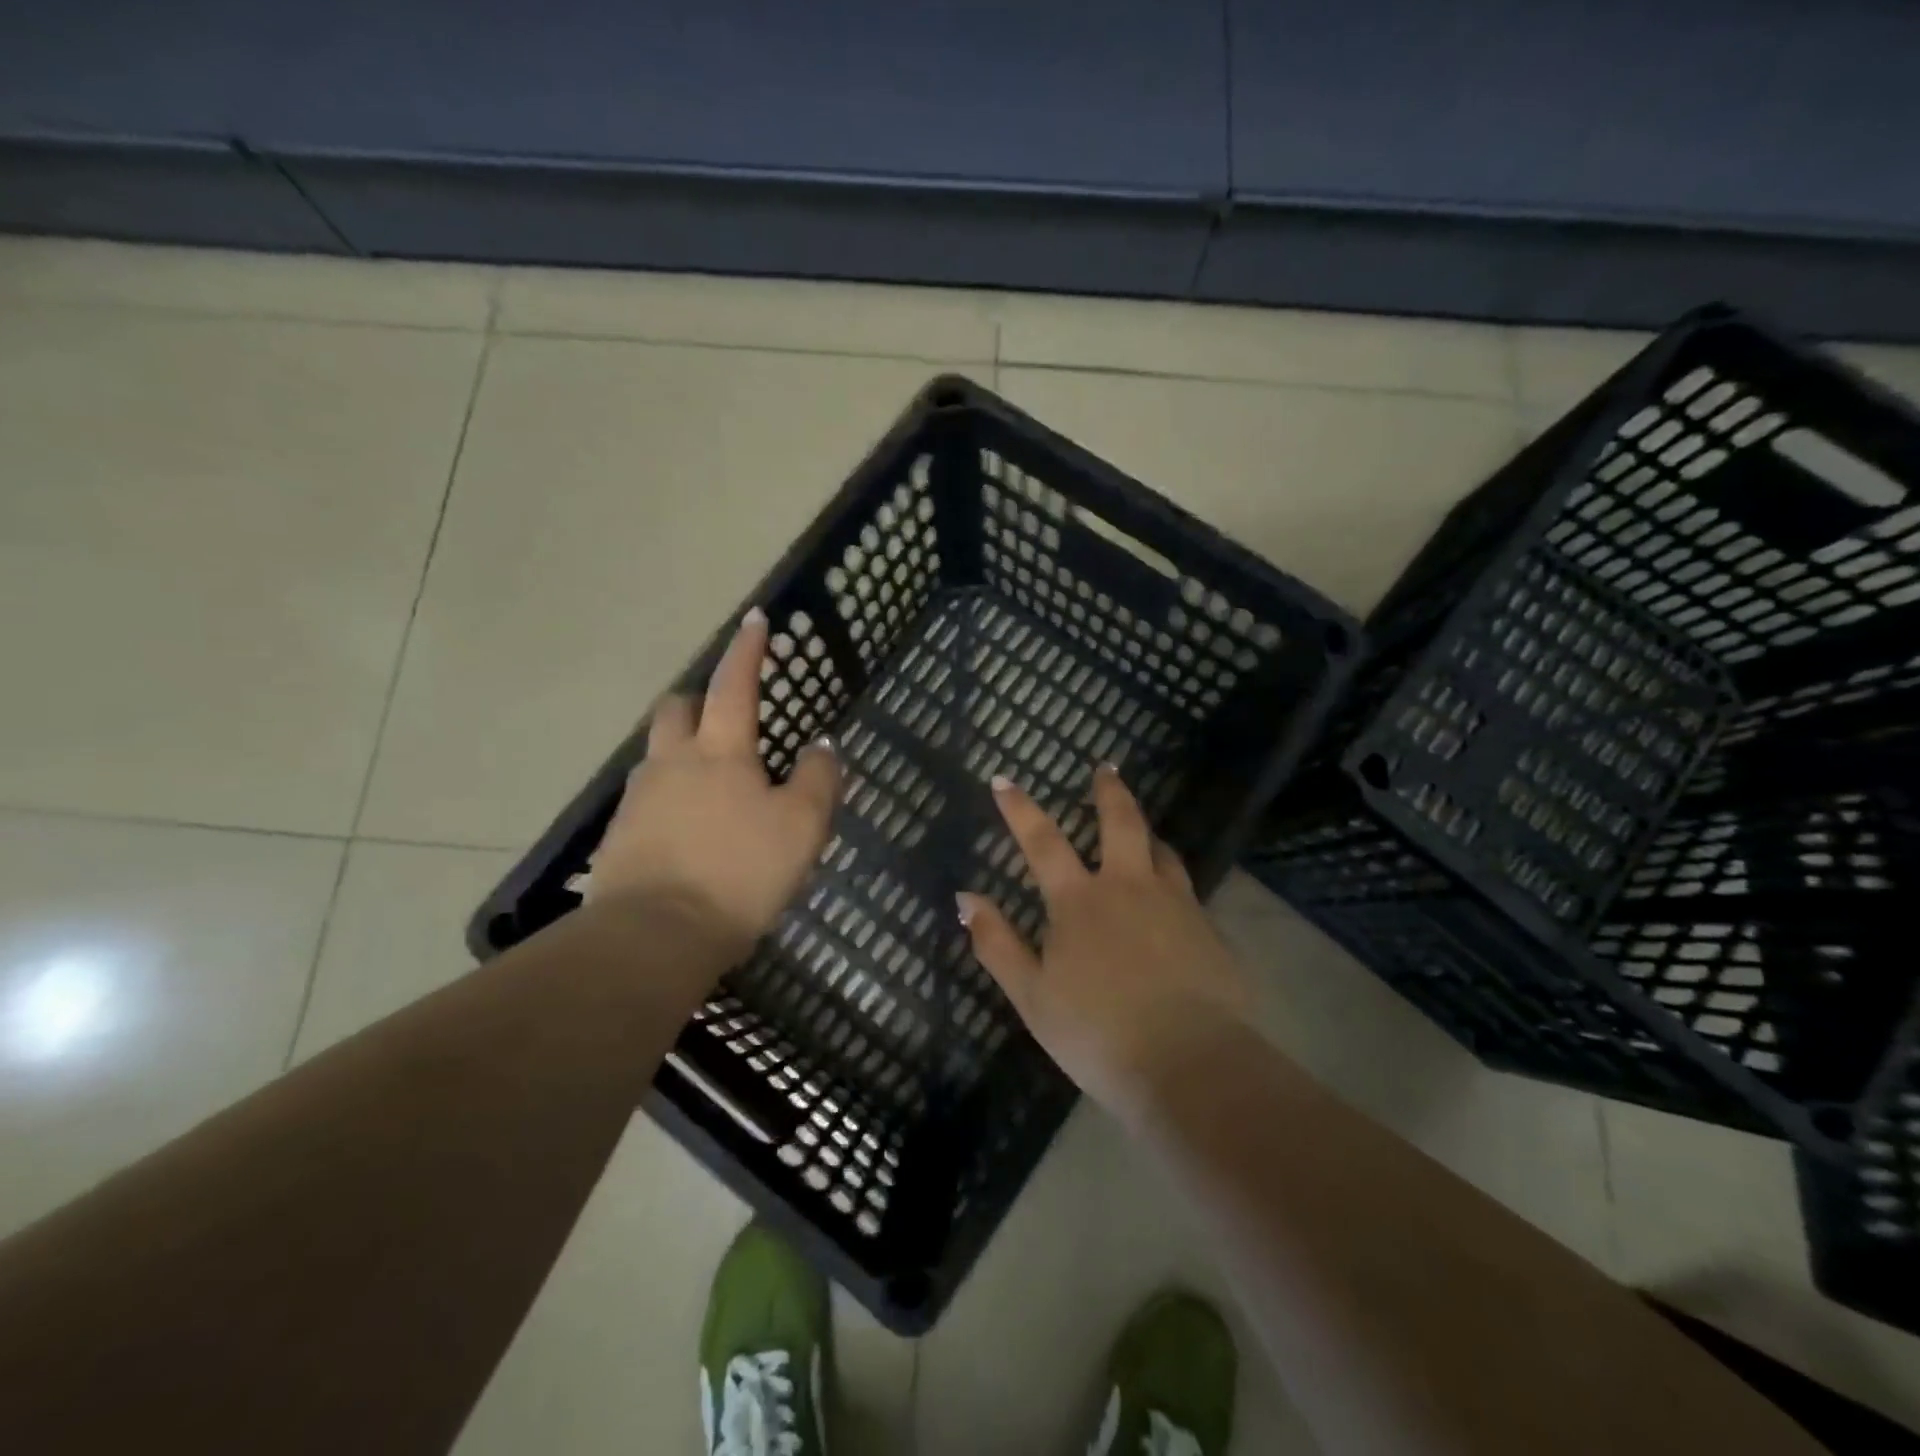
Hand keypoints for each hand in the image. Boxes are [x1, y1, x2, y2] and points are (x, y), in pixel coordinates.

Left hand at [587, 608, 840, 957]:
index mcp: (719, 751)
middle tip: (726, 715)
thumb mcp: (801, 827)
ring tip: (715, 783)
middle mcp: (672, 762)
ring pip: (659, 754)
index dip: (748, 650)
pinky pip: (648, 798)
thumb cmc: (738, 873)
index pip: (734, 684)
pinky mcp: (620, 837)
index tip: (755, 619)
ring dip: (684, 751)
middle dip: (700, 700)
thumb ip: (818, 779)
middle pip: (677, 709)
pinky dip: (671, 797)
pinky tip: (691, 829)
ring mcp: (639, 799)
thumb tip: (821, 745)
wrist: (653, 938)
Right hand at [957, 767, 1250, 1118]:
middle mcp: (1129, 888)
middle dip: (1109, 791)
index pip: (1042, 841)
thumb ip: (998, 944)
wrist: (1190, 1065)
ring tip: (1143, 830)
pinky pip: (1186, 889)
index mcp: (1080, 902)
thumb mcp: (1032, 996)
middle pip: (1121, 823)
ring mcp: (1175, 905)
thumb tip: (966, 897)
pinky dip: (1171, 879)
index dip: (1020, 808)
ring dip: (1147, 833)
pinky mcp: (1209, 930)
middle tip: (1106, 768)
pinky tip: (1172, 897)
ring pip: (1161, 851)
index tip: (1003, 780)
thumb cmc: (1098, 1033)